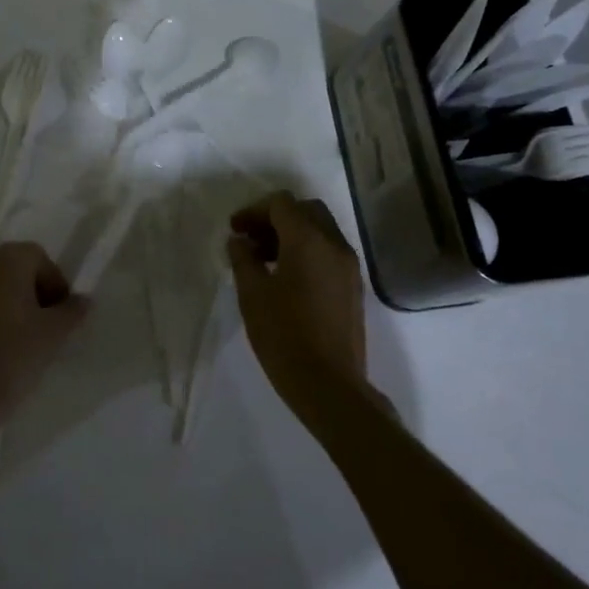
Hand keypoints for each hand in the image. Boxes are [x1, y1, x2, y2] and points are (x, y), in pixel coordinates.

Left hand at [0, 242, 86, 439]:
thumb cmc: (12, 355)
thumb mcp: (53, 334)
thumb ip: (72, 311)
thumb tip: (82, 300)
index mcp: (7, 257)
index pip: (40, 260)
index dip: (55, 286)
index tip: (61, 316)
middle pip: (13, 268)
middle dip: (30, 291)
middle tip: (43, 326)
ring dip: (6, 301)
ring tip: (18, 336)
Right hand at [226, 191, 368, 410]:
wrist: (329, 385)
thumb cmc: (284, 336)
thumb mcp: (252, 294)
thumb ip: (243, 259)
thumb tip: (239, 240)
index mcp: (308, 239)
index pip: (281, 203)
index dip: (253, 211)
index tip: (234, 230)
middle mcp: (334, 244)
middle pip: (305, 210)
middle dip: (275, 217)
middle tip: (250, 239)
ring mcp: (348, 265)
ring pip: (320, 229)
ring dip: (292, 233)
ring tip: (264, 260)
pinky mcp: (353, 286)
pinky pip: (329, 251)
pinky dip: (307, 250)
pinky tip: (287, 277)